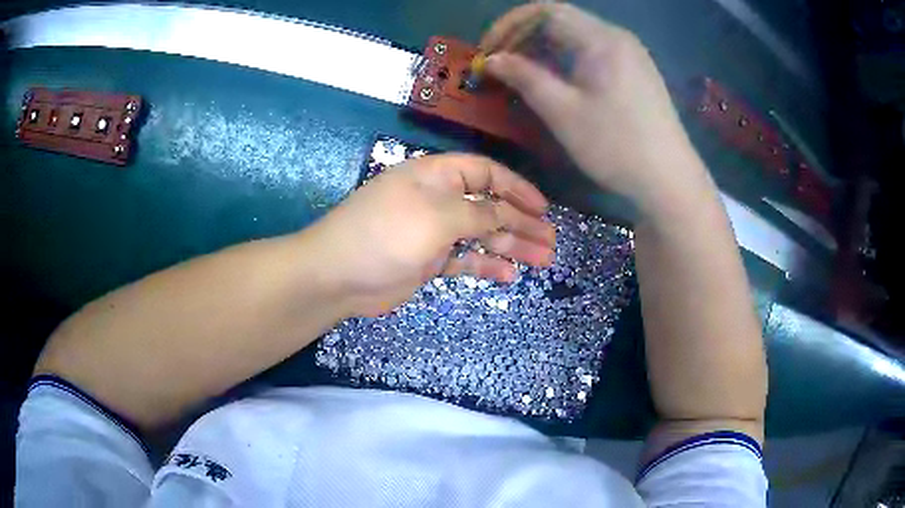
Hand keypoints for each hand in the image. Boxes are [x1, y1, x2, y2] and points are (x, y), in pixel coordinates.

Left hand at [307, 154, 555, 316]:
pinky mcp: (428, 260)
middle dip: (522, 222)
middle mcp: (438, 199)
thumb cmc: (387, 234)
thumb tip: (509, 213)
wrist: (339, 275)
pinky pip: (465, 259)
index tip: (543, 208)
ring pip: (481, 235)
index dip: (517, 188)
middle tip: (551, 241)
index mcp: (438, 176)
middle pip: (489, 206)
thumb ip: (479, 213)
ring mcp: (433, 231)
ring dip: (511, 246)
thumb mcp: (439, 216)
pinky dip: (486, 265)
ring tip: (543, 259)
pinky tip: (510, 275)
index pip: (486, 173)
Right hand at [483, 4, 710, 210]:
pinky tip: (556, 81)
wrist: (670, 180)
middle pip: (560, 20)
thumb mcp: (563, 112)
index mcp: (601, 38)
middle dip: (523, 36)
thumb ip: (524, 78)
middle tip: (499, 63)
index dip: (509, 25)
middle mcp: (617, 37)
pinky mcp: (636, 72)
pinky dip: (566, 60)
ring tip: (521, 74)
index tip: (488, 50)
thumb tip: (492, 59)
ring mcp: (630, 54)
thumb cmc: (616, 146)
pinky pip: (592, 52)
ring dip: (543, 49)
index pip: (545, 11)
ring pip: (576, 36)